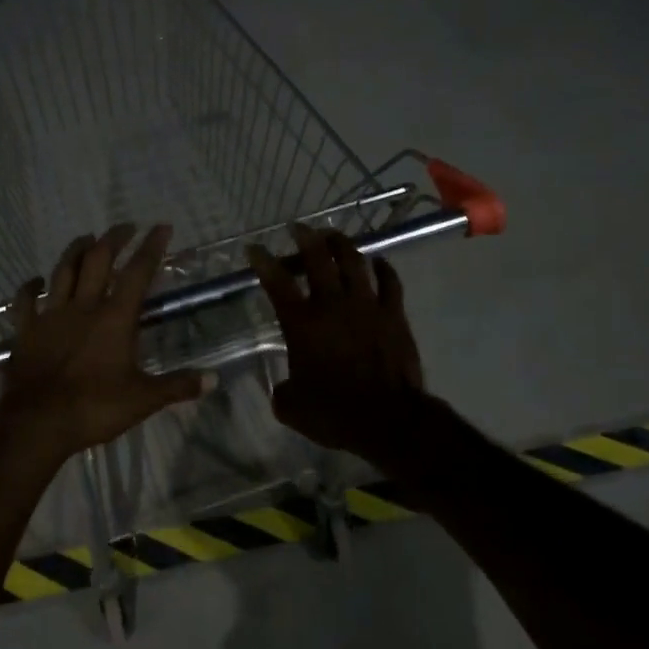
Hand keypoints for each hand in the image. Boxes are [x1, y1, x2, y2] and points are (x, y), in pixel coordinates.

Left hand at [0, 224, 209, 460]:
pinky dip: (29, 287)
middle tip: (125, 226)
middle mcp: (83, 308)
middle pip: (97, 261)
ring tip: (86, 238)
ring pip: (62, 272)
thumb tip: (214, 380)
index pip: (137, 273)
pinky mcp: (26, 331)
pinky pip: (25, 302)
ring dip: (75, 251)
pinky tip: (34, 280)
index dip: (151, 248)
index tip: (162, 227)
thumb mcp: (143, 400)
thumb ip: (178, 386)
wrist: (37, 423)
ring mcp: (50, 317)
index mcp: (115, 319)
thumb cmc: (94, 408)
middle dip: (113, 239)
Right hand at [247, 225, 429, 464]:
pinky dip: (382, 267)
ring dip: (340, 244)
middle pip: (317, 258)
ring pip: (354, 261)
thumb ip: (283, 389)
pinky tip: (377, 262)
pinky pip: (390, 281)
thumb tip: (284, 386)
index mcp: (301, 323)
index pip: (276, 282)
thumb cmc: (333, 413)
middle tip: (297, 228)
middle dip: (305, 238)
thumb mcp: (291, 406)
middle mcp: (332, 304)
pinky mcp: (394, 314)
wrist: (387, 419)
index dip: (263, 261)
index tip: (254, 248)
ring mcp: (367, 305)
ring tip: (332, 236)